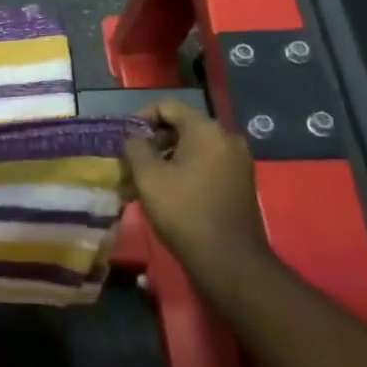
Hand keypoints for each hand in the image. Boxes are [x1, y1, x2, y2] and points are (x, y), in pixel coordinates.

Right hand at [124, 101, 269, 291]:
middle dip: (155, 139)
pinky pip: (208, 163)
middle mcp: (228, 138)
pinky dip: (186, 169)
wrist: (229, 260)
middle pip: (183, 125)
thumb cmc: (184, 211)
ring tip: (146, 178)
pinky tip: (169, 190)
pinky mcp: (241, 183)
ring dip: (169, 156)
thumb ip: (135, 147)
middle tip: (133, 159)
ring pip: (195, 146)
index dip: (141, 117)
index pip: (168, 106)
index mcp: (207, 130)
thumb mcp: (148, 177)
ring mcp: (238, 161)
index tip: (125, 138)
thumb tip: (133, 136)